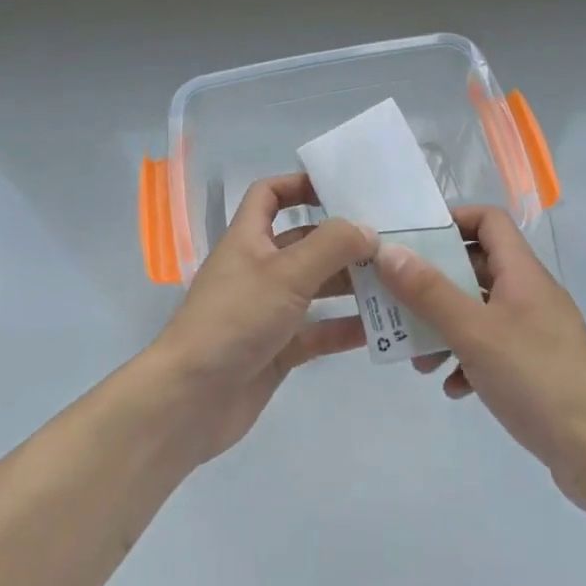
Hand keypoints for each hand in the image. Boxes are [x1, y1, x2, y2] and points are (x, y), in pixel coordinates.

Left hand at [149, 173, 373, 464]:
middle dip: (342, 241)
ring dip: (350, 285)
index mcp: (249, 238)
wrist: (190, 400)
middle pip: (305, 243)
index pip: (270, 195)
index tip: (341, 190)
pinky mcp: (278, 349)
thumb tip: (368, 230)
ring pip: (316, 288)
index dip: (299, 185)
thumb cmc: (235, 319)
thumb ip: (331, 246)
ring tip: (395, 283)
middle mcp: (259, 268)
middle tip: (389, 243)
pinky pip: (318, 331)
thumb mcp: (286, 273)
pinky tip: (381, 329)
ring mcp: (268, 311)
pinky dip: (344, 328)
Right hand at [375, 206, 585, 505]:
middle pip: (477, 267)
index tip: (414, 241)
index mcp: (522, 273)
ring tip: (420, 359)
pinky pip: (492, 348)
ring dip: (446, 328)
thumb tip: (388, 250)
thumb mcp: (474, 332)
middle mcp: (530, 293)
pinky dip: (467, 359)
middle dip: (435, 285)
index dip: (452, 220)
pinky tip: (452, 387)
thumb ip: (429, 291)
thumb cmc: (536, 379)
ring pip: (480, 312)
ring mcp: (536, 331)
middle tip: (399, 301)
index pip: (488, 220)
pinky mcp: (537, 366)